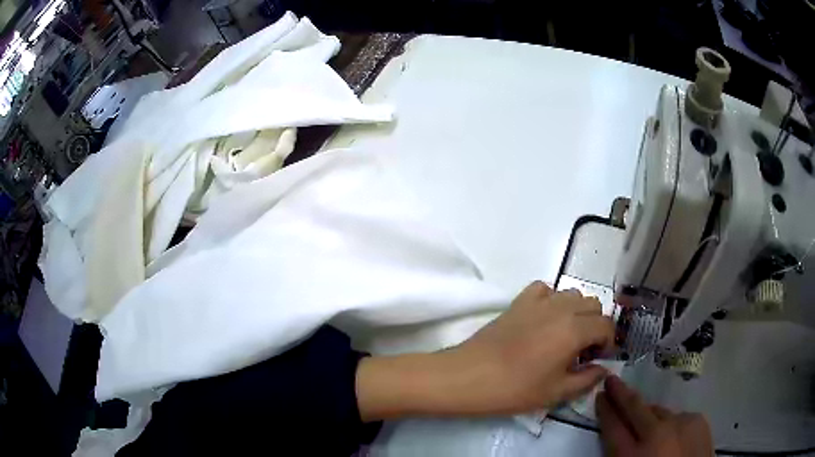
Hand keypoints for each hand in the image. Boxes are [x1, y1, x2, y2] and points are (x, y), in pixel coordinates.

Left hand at [447, 281, 615, 413]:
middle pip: (593, 305)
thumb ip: (588, 379)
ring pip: (572, 294)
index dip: (608, 343)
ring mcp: (539, 301)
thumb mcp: (557, 392)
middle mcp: (562, 308)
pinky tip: (544, 319)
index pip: (606, 325)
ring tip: (565, 336)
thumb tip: (604, 369)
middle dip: (595, 326)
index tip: (598, 359)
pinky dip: (552, 300)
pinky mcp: (519, 301)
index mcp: (575, 329)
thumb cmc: (515, 389)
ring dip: (577, 312)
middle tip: (583, 350)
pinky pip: (545, 289)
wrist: (469, 376)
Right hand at [596, 376, 713, 456]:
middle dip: (621, 394)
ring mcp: (681, 423)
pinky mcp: (698, 420)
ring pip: (658, 411)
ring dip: (648, 414)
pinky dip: (670, 423)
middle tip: (612, 381)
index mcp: (633, 456)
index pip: (613, 427)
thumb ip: (622, 455)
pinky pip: (677, 417)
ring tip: (645, 422)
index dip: (605, 411)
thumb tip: (618, 438)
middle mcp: (656, 435)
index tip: (600, 395)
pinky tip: (671, 436)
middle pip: (635, 408)